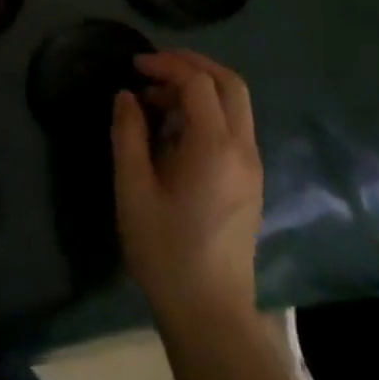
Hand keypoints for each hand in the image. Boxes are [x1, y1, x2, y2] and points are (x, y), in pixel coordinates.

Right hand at [112, 50, 262, 328]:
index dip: (166, 65)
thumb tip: (126, 96)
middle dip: (192, 64)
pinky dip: (208, 111)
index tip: (134, 66)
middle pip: (229, 83)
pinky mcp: (251, 181)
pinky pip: (234, 127)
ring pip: (236, 103)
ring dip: (199, 88)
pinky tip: (175, 131)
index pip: (198, 82)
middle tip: (154, 67)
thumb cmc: (166, 251)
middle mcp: (242, 148)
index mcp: (214, 147)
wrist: (210, 314)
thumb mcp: (133, 190)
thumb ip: (128, 135)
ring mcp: (252, 166)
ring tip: (156, 101)